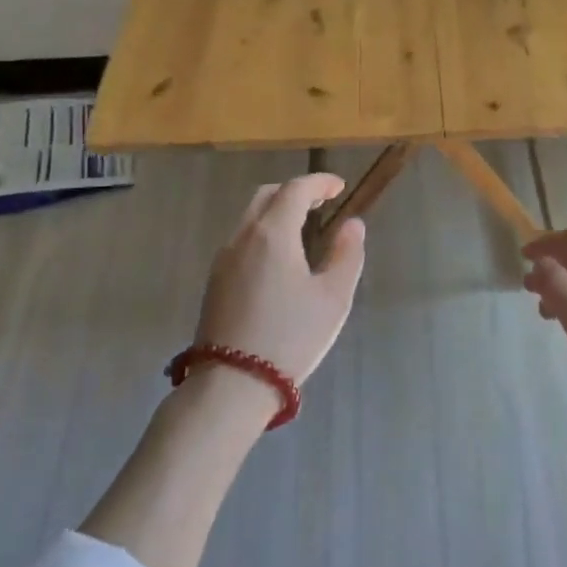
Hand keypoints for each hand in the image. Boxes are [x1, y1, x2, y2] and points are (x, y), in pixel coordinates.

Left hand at [192, 174, 366, 386]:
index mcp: (272, 234)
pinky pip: (241, 240)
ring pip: (250, 218)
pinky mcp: (214, 281)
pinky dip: (263, 232)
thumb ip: (346, 255)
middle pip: (267, 196)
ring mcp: (223, 259)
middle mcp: (243, 237)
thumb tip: (352, 225)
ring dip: (276, 212)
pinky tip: (279, 258)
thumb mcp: (333, 298)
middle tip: (321, 202)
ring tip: (303, 229)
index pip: (295, 189)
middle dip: (295, 191)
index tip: (339, 186)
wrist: (232, 384)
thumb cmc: (290, 337)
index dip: (319, 182)